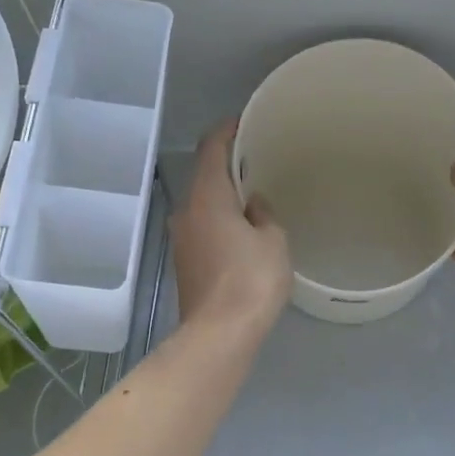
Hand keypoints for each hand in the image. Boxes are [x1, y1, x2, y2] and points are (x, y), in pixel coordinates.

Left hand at [173, 121, 291, 337]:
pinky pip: (203, 226)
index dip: (226, 130)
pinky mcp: (184, 262)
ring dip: (223, 195)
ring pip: (202, 203)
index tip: (243, 122)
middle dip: (228, 165)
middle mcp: (186, 211)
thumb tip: (252, 204)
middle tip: (257, 160)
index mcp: (207, 196)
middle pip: (204, 175)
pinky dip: (220, 219)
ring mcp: (181, 238)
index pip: (210, 148)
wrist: (219, 334)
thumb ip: (264, 214)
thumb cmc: (251, 280)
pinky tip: (242, 229)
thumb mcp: (273, 240)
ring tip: (253, 195)